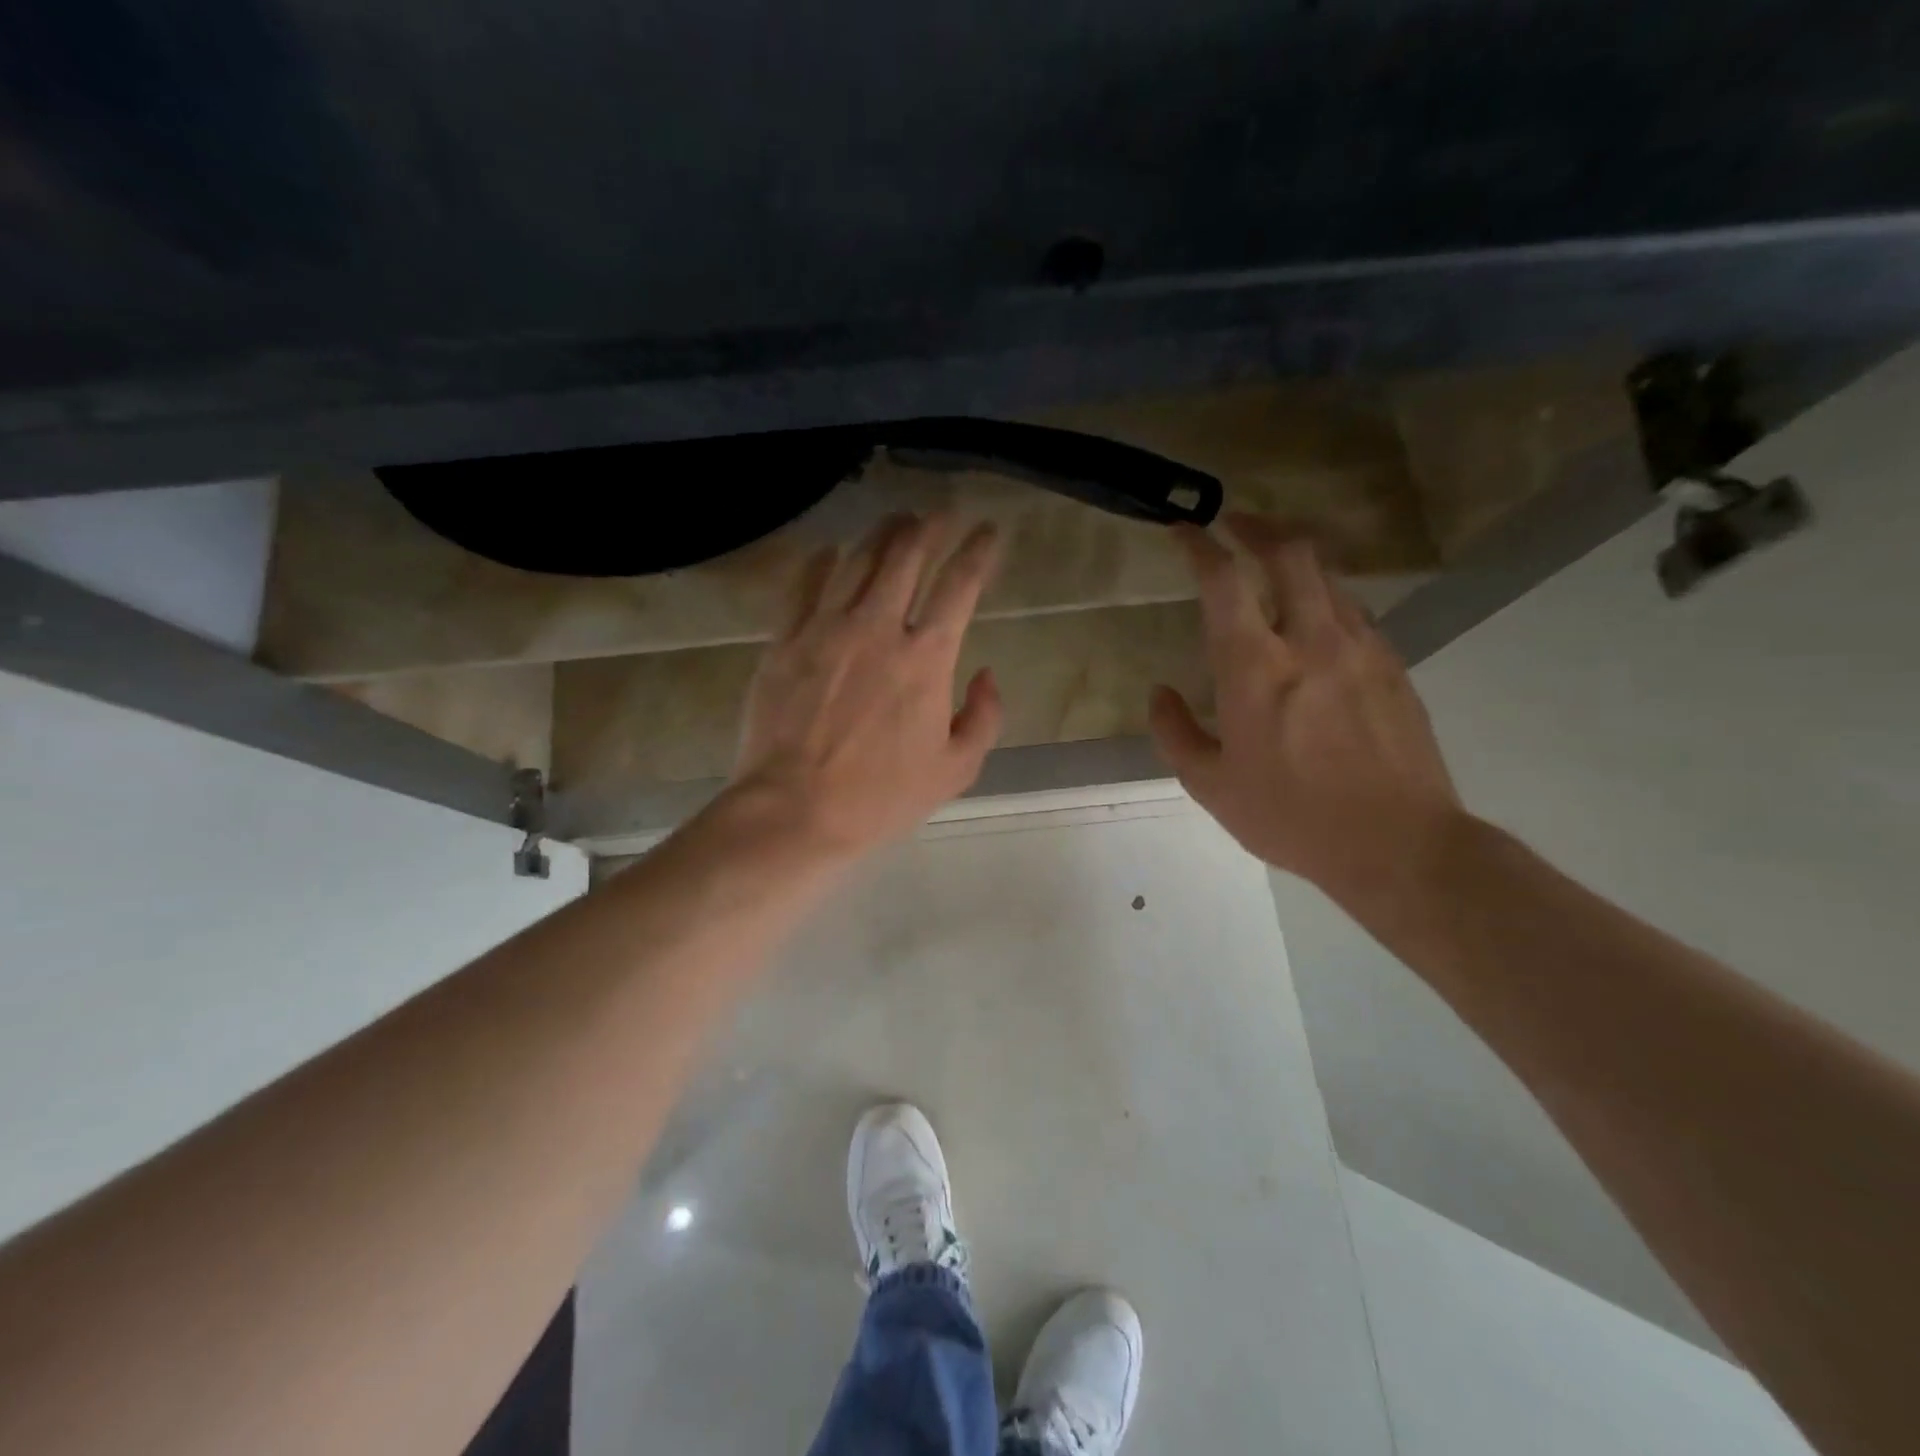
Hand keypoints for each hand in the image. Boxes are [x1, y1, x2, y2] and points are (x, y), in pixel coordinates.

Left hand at [728, 512, 1003, 857]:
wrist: (794, 810)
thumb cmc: (880, 797)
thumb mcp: (955, 770)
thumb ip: (984, 717)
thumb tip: (986, 674)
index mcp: (926, 658)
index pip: (960, 584)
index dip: (979, 550)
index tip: (989, 531)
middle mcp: (877, 627)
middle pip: (906, 553)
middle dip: (930, 525)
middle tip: (940, 515)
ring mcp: (826, 628)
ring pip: (856, 558)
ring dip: (882, 533)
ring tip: (895, 523)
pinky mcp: (784, 639)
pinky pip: (804, 583)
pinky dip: (822, 561)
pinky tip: (830, 554)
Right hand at [1147, 513, 1462, 895]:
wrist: (1400, 845)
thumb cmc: (1292, 818)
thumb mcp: (1211, 787)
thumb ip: (1175, 733)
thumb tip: (1160, 693)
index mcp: (1255, 669)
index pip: (1224, 581)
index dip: (1200, 545)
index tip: (1183, 528)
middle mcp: (1310, 641)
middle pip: (1291, 552)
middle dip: (1259, 526)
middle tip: (1236, 523)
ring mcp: (1361, 649)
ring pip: (1328, 576)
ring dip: (1295, 559)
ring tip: (1273, 566)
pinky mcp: (1393, 666)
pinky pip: (1354, 611)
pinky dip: (1326, 597)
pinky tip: (1316, 620)